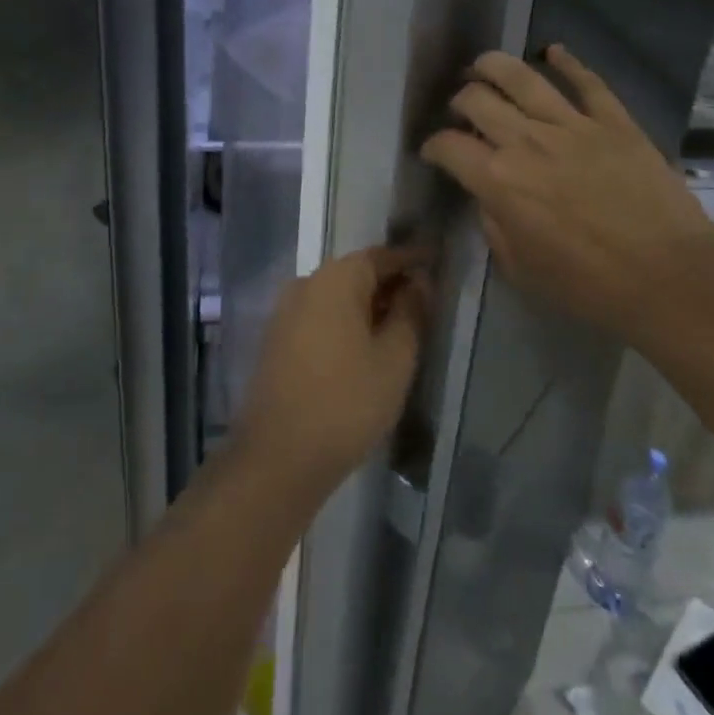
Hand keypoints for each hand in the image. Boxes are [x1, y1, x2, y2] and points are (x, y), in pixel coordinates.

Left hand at [235, 246, 430, 494]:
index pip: (380, 256)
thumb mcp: (395, 358)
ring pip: (337, 297)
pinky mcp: (277, 340)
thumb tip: (418, 282)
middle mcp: (306, 285)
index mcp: (335, 279)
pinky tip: (366, 348)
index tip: (436, 263)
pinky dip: (346, 322)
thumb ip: (411, 312)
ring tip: (401, 327)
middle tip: (425, 301)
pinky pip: (320, 317)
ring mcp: (285, 312)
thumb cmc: (347, 403)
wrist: (278, 458)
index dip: (411, 260)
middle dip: (390, 284)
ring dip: (368, 306)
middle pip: (356, 274)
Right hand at [421, 46, 713, 341]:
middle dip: (460, 101)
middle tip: (462, 111)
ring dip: (494, 65)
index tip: (433, 150)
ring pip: (522, 76)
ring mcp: (572, 125)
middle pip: (477, 99)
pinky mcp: (613, 120)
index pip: (449, 146)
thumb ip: (494, 227)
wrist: (669, 276)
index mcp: (498, 181)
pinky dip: (567, 61)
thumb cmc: (590, 286)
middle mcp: (526, 141)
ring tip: (483, 65)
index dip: (432, 145)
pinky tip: (552, 52)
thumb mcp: (522, 270)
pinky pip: (586, 81)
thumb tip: (488, 199)